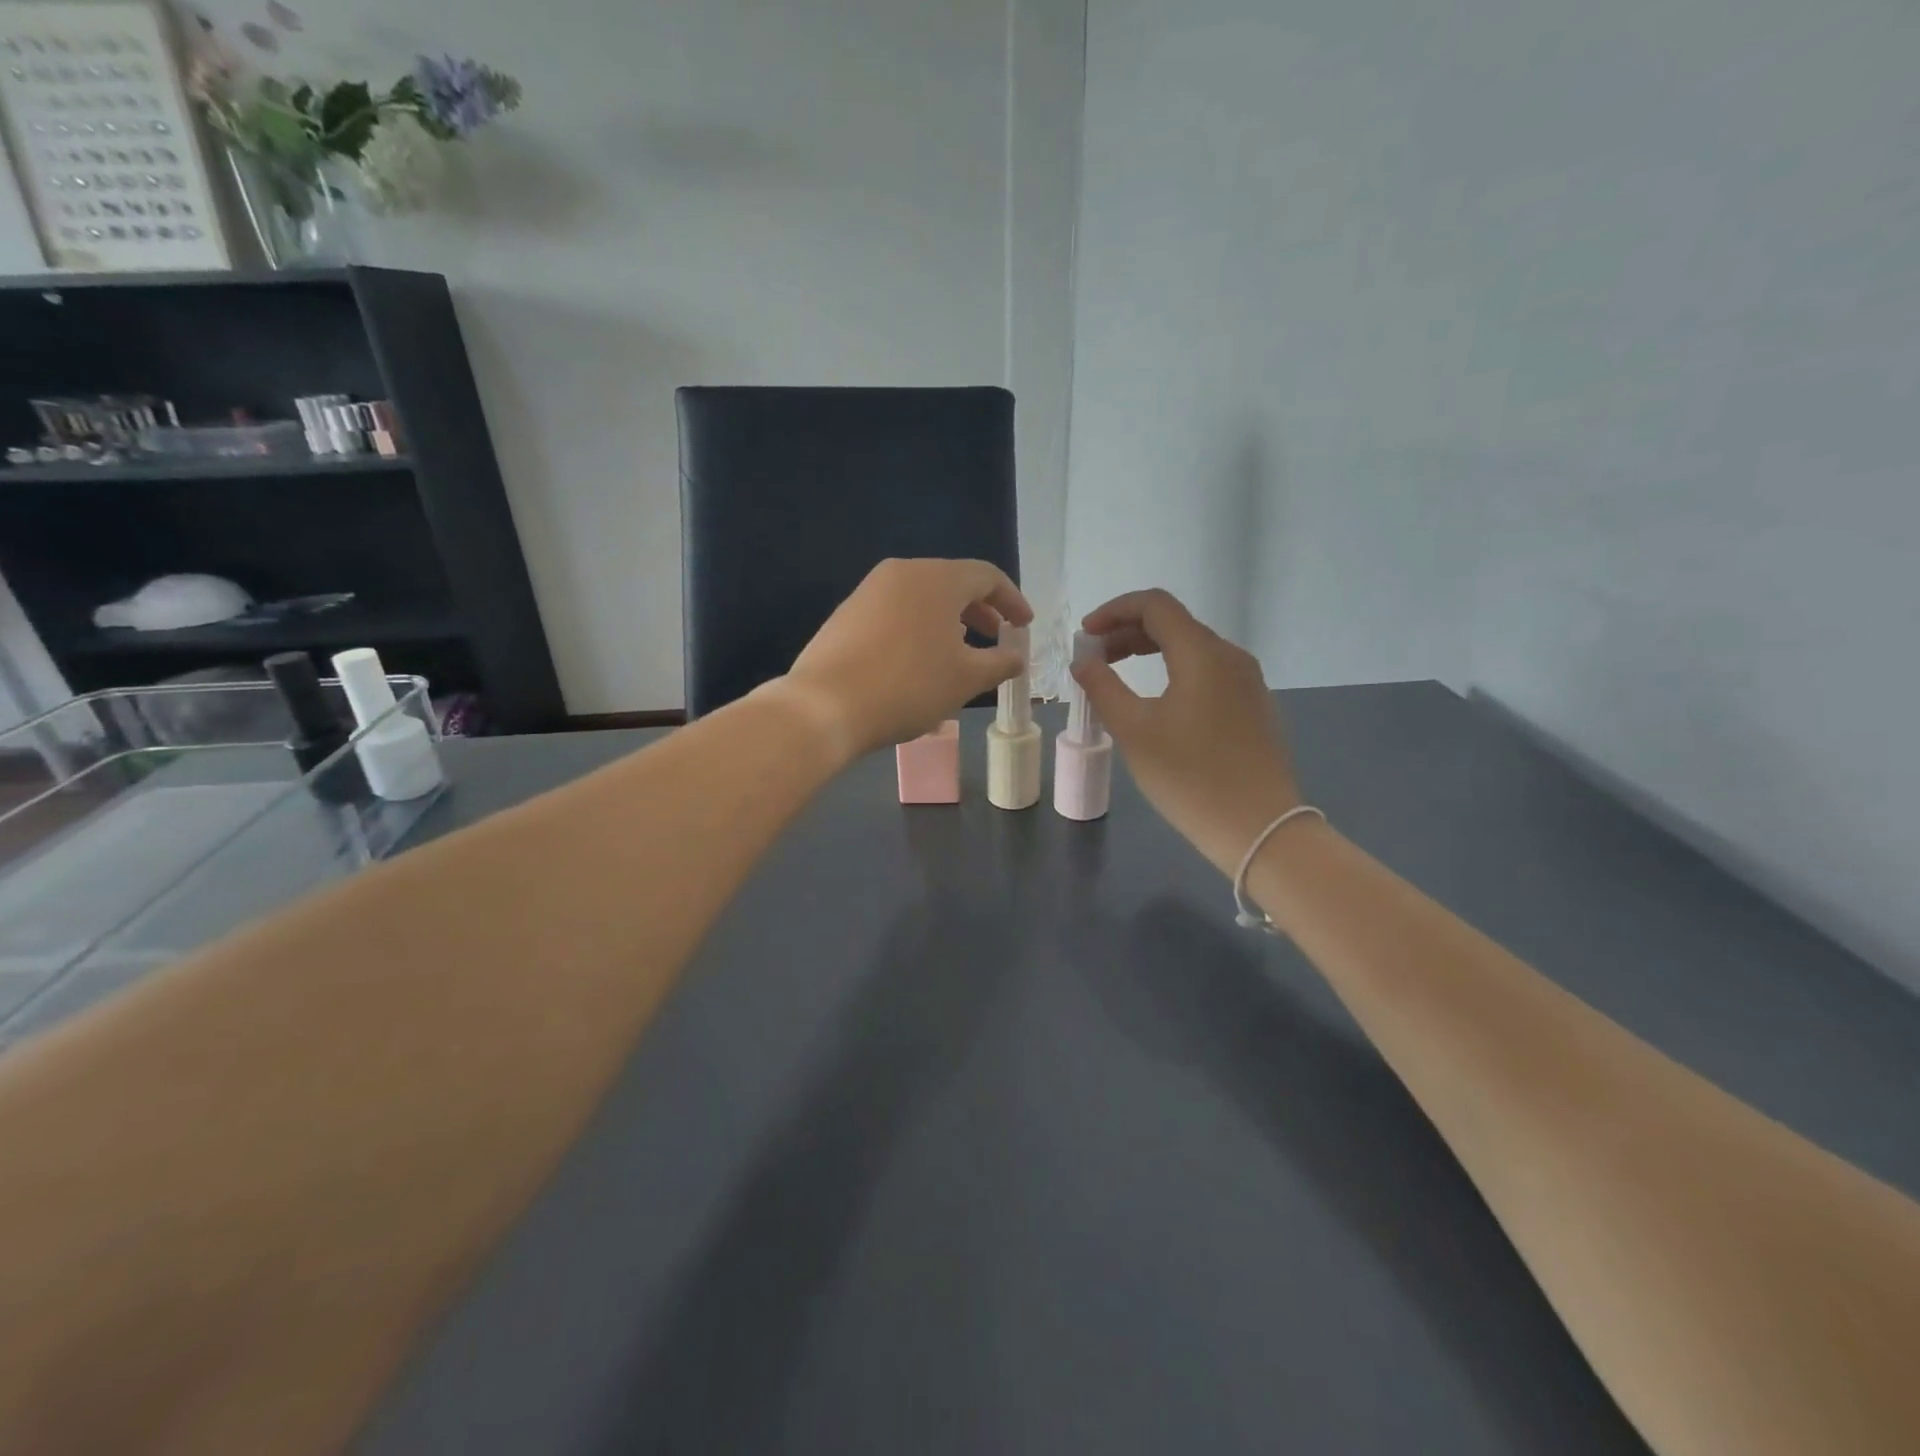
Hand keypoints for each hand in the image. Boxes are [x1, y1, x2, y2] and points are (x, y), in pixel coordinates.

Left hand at [779, 558, 1032, 756]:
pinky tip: (918, 660)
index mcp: (937, 579)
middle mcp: (902, 573)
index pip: (987, 577)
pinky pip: (896, 612)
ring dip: (948, 620)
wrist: (825, 706)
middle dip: (980, 610)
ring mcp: (869, 590)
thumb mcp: (966, 679)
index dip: (1012, 600)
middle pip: (952, 582)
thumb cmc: (908, 687)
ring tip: (960, 651)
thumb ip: (999, 663)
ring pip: (922, 597)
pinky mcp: (847, 613)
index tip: (1025, 626)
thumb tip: (1016, 657)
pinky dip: (919, 628)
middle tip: (995, 637)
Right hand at [1073, 589, 1301, 874]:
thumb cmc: (1189, 777)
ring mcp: (1247, 681)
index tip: (1085, 635)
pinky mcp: (1253, 705)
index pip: (1155, 605)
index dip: (1114, 610)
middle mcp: (1230, 656)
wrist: (1259, 827)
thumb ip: (1103, 687)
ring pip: (1191, 648)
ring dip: (1149, 651)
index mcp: (1202, 653)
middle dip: (1127, 632)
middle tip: (1094, 658)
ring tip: (1117, 676)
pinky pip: (1207, 671)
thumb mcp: (1134, 731)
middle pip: (1174, 623)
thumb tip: (1084, 661)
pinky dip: (1173, 671)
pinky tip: (1156, 701)